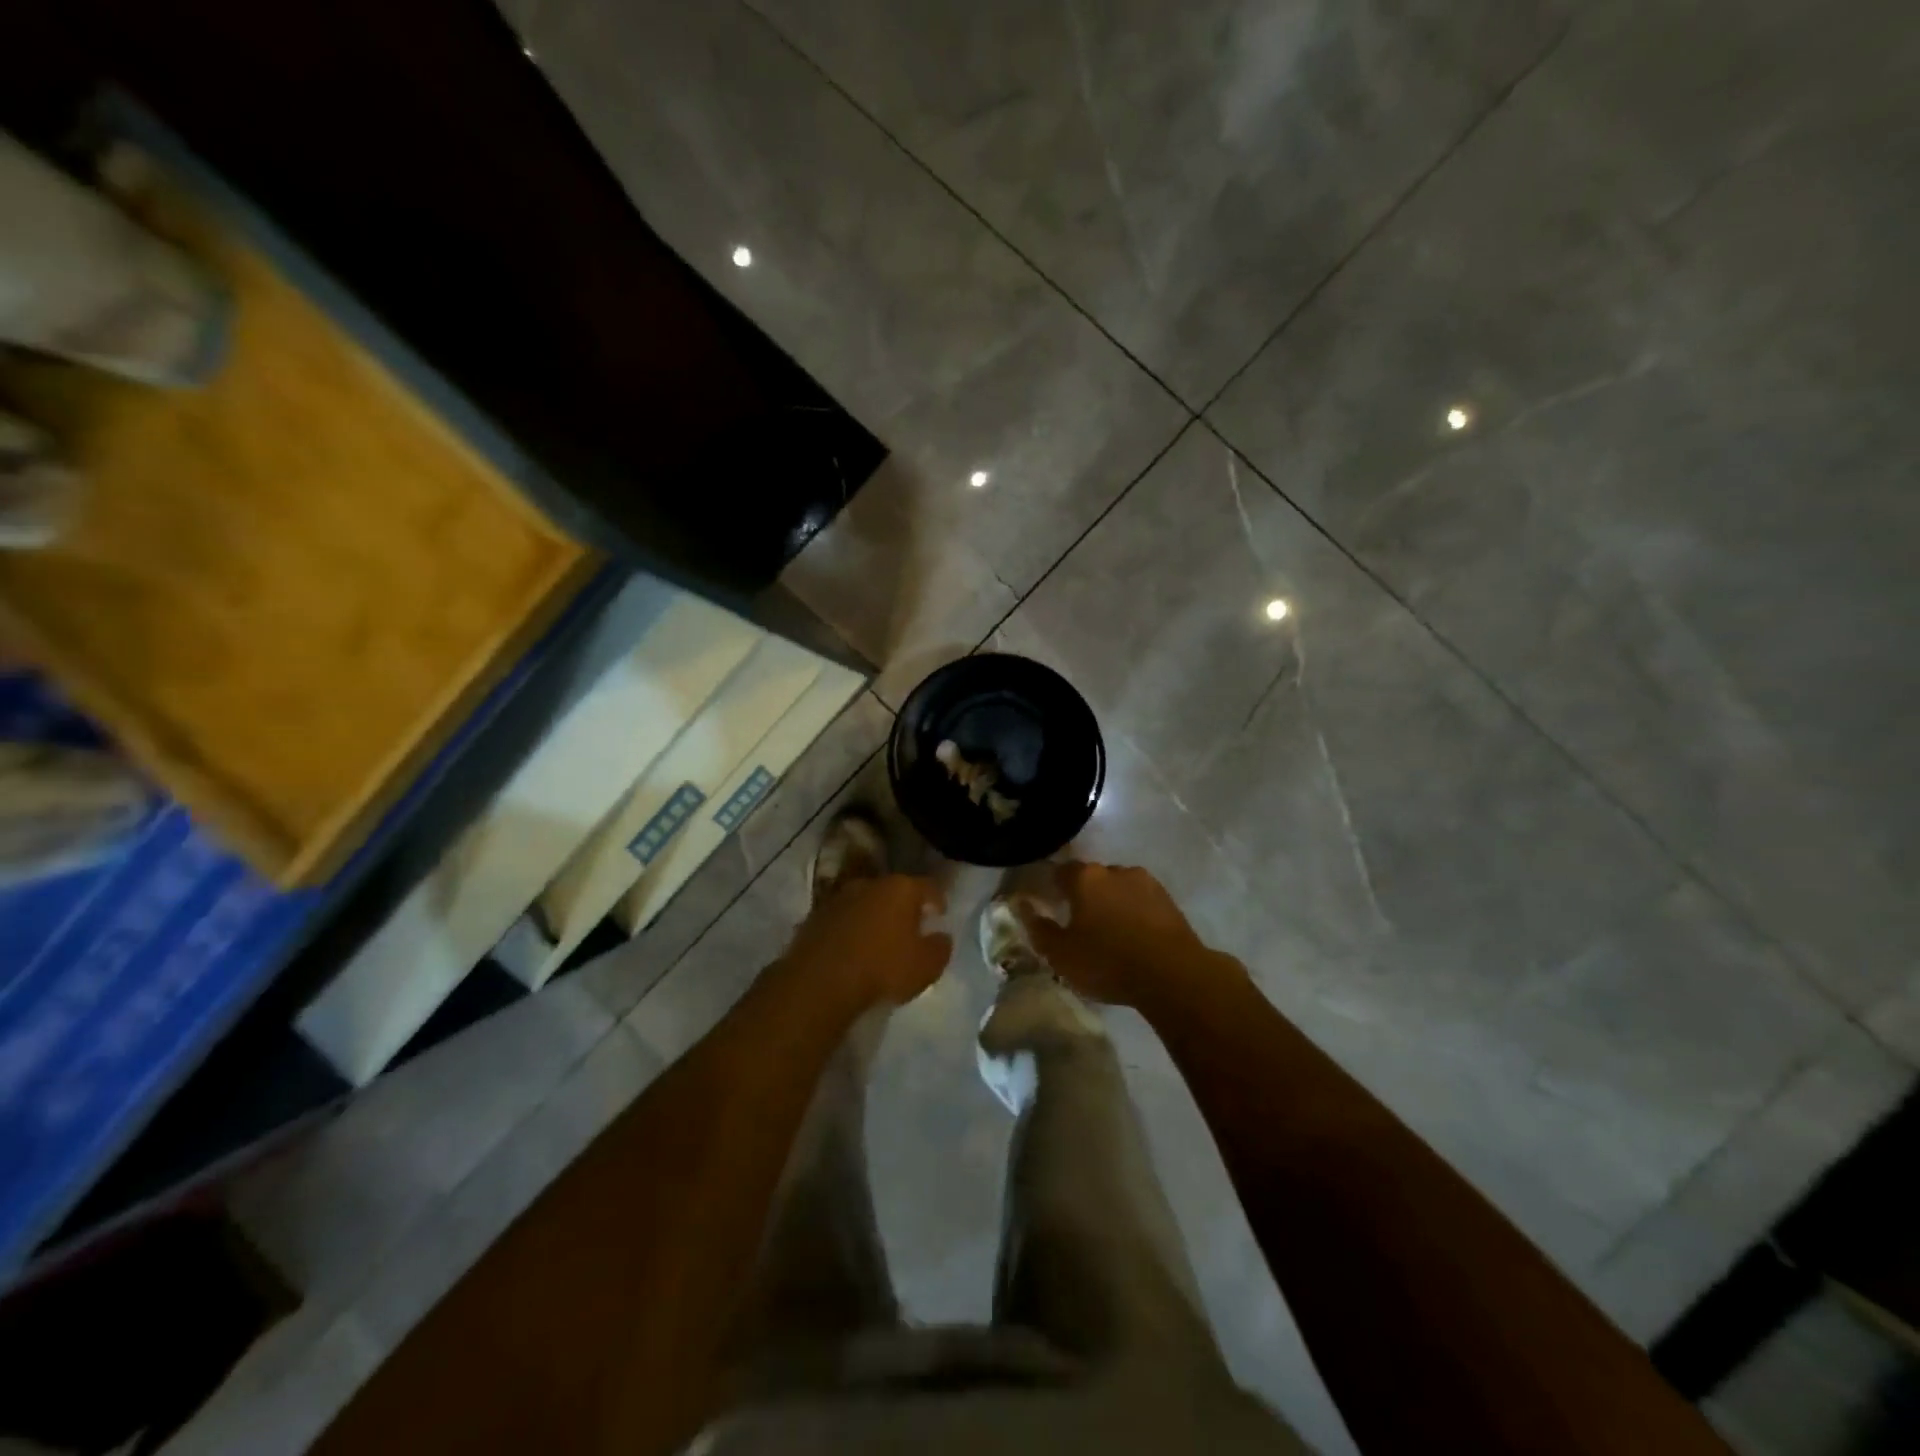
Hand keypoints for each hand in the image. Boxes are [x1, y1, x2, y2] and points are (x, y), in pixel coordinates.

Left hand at [784, 874, 950, 1009]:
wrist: (819, 982)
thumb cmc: (882, 968)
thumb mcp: (926, 966)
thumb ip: (940, 947)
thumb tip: (941, 936)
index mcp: (901, 888)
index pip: (929, 887)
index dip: (938, 900)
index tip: (940, 916)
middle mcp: (869, 883)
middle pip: (894, 891)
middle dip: (903, 908)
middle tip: (910, 929)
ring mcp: (838, 898)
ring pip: (865, 903)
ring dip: (874, 917)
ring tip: (878, 941)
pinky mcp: (814, 917)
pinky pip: (842, 920)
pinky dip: (850, 930)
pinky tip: (852, 950)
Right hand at [1012, 862, 1240, 1008]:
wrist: (1173, 974)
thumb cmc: (1108, 962)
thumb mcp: (1062, 955)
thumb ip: (1039, 929)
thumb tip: (1023, 906)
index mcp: (1085, 878)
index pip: (1059, 872)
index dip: (1051, 887)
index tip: (1048, 905)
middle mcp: (1114, 870)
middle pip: (1091, 878)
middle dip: (1083, 896)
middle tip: (1078, 924)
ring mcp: (1145, 882)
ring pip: (1118, 888)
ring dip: (1111, 903)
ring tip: (1109, 932)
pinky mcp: (1168, 899)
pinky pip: (1140, 901)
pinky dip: (1133, 912)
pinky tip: (1133, 936)